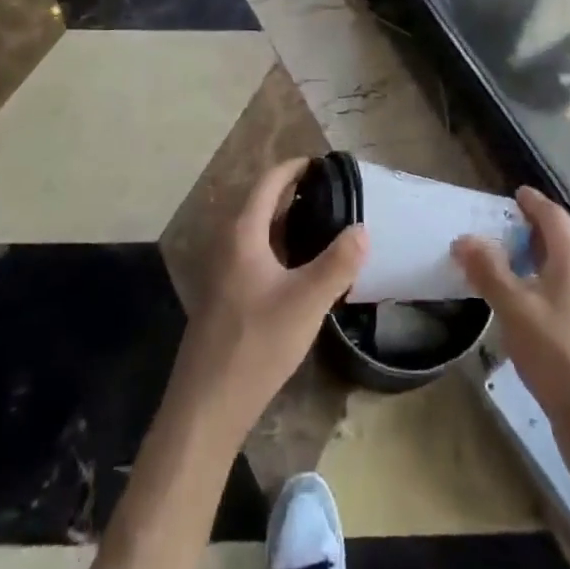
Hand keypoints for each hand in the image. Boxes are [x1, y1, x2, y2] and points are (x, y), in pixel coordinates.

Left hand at [171, 158, 367, 439]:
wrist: (207, 405)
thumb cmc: (256, 344)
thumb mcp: (306, 302)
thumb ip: (338, 263)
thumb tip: (362, 228)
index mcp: (242, 233)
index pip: (268, 182)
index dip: (294, 168)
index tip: (323, 163)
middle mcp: (228, 242)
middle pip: (261, 202)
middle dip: (294, 192)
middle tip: (332, 193)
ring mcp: (223, 270)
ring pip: (258, 230)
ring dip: (286, 220)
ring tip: (323, 222)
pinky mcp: (225, 294)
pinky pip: (254, 252)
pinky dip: (279, 245)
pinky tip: (301, 265)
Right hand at [454, 187, 569, 460]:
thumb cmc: (558, 354)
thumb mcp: (514, 307)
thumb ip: (488, 270)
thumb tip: (464, 237)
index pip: (553, 216)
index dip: (532, 201)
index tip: (512, 192)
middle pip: (555, 239)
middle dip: (525, 229)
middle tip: (492, 225)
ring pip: (553, 268)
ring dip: (526, 260)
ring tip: (493, 261)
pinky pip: (552, 292)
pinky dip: (531, 285)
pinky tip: (510, 304)